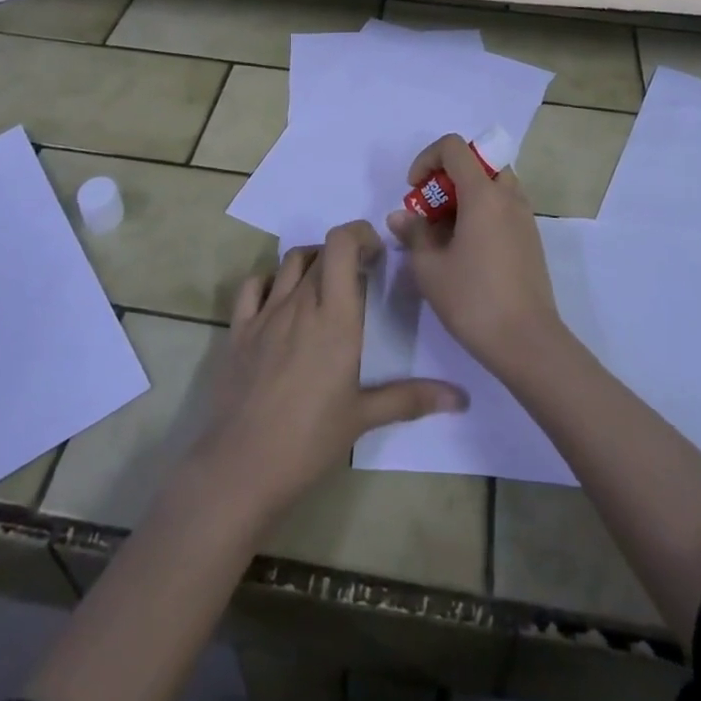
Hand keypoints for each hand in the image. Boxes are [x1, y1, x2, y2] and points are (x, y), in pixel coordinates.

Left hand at [191, 220, 466, 521]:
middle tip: (361, 277)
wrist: (242, 466)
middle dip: (344, 253)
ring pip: (290, 262)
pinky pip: (253, 285)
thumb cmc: (310, 440)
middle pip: (321, 251)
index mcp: (335, 316)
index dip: (360, 234)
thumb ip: (412, 399)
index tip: (377, 254)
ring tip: (325, 285)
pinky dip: (271, 280)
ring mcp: (266, 313)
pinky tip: (281, 300)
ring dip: (312, 261)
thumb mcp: (364, 417)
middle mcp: (300, 303)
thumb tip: (462, 398)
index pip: (342, 243)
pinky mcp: (239, 329)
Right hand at [387, 135, 563, 375]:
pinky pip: (504, 207)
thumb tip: (400, 216)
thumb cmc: (473, 299)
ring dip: (467, 195)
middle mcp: (508, 196)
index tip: (414, 190)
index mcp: (483, 194)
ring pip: (493, 185)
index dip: (427, 159)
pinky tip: (467, 250)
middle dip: (448, 177)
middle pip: (478, 163)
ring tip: (446, 232)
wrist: (527, 342)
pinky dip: (483, 213)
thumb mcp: (429, 267)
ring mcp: (524, 217)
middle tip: (431, 210)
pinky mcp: (531, 239)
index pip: (455, 147)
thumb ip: (413, 233)